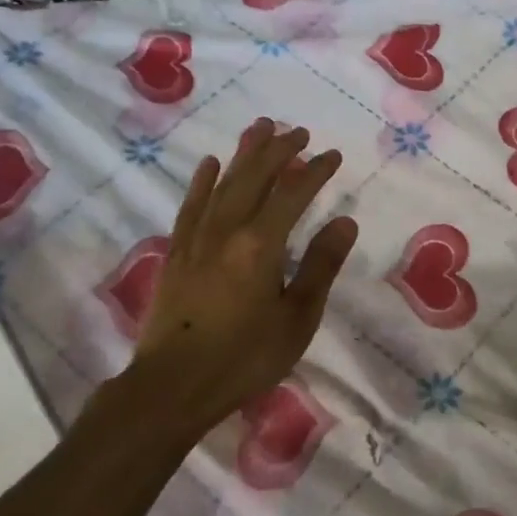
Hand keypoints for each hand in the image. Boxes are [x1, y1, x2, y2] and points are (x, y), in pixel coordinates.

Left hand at [133, 118, 358, 424]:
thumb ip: (320, 266)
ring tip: (259, 128)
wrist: (172, 386)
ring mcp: (197, 239)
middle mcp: (227, 230)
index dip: (315, 171)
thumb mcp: (297, 318)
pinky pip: (191, 205)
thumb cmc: (244, 358)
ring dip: (244, 154)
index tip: (332, 155)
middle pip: (255, 178)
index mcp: (261, 245)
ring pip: (223, 183)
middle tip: (298, 131)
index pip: (293, 194)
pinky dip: (203, 181)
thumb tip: (344, 222)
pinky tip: (210, 164)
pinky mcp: (176, 253)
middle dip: (279, 151)